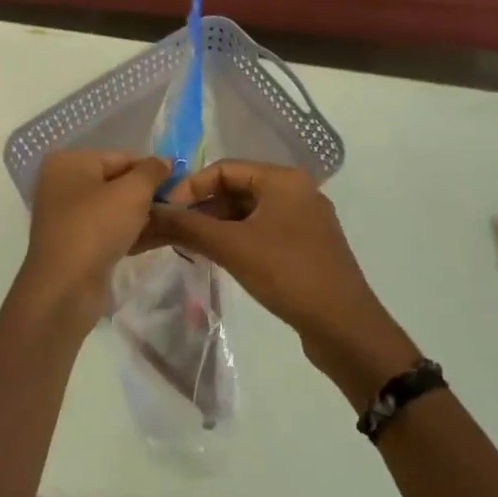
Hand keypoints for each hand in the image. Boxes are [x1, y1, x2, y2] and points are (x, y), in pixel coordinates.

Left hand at [16, 151, 171, 334]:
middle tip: (178, 205)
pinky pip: (107, 230)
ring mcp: (66, 216)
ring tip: (173, 223)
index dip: (152, 169)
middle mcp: (62, 184)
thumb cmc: (96, 227)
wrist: (65, 288)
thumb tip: (165, 161)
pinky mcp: (73, 244)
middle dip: (147, 194)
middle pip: (116, 182)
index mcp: (69, 162)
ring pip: (113, 208)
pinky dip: (129, 233)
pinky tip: (157, 239)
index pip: (120, 157)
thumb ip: (152, 171)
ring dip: (142, 215)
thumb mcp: (132, 192)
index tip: (180, 183)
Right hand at [150, 160, 417, 403]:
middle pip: (238, 188)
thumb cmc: (288, 274)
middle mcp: (296, 190)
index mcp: (283, 179)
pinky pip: (264, 230)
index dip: (192, 186)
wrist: (346, 328)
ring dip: (219, 224)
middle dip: (204, 207)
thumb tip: (151, 212)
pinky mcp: (307, 246)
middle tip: (174, 230)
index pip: (225, 168)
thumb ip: (190, 226)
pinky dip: (239, 238)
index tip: (166, 210)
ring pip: (250, 211)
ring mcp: (304, 219)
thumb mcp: (233, 247)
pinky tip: (220, 257)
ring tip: (190, 245)